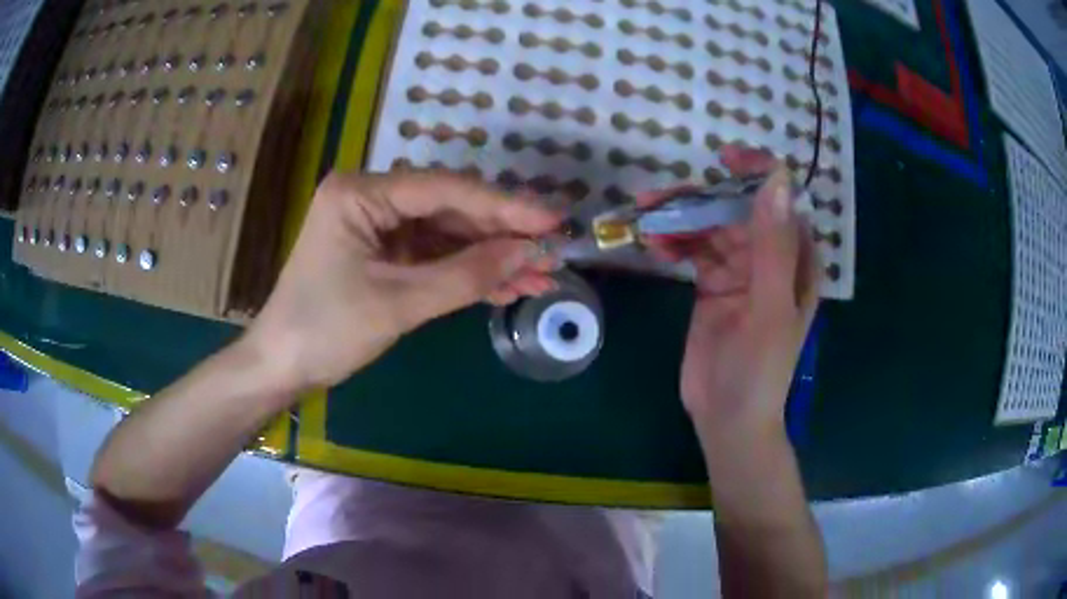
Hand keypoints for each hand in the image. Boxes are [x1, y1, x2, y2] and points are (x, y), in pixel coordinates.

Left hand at [243, 170, 560, 391]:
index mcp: (361, 193)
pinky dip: (468, 273)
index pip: (444, 190)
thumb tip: (529, 252)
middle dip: (502, 234)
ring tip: (541, 275)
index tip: (553, 219)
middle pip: (450, 209)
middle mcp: (371, 198)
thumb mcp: (397, 303)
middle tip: (554, 249)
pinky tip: (507, 286)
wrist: (281, 367)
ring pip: (448, 235)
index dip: (503, 205)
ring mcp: (378, 226)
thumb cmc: (325, 331)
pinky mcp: (384, 253)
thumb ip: (465, 275)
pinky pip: (435, 256)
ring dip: (491, 257)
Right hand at [640, 146, 818, 439]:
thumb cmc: (760, 369)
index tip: (726, 159)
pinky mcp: (712, 285)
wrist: (728, 419)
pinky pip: (694, 251)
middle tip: (658, 196)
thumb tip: (775, 180)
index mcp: (796, 261)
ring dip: (681, 218)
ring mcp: (739, 271)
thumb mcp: (769, 307)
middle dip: (702, 198)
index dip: (759, 174)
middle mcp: (770, 259)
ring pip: (711, 227)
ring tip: (646, 217)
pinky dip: (675, 241)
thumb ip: (771, 246)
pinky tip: (654, 243)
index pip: (781, 203)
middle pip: (738, 210)